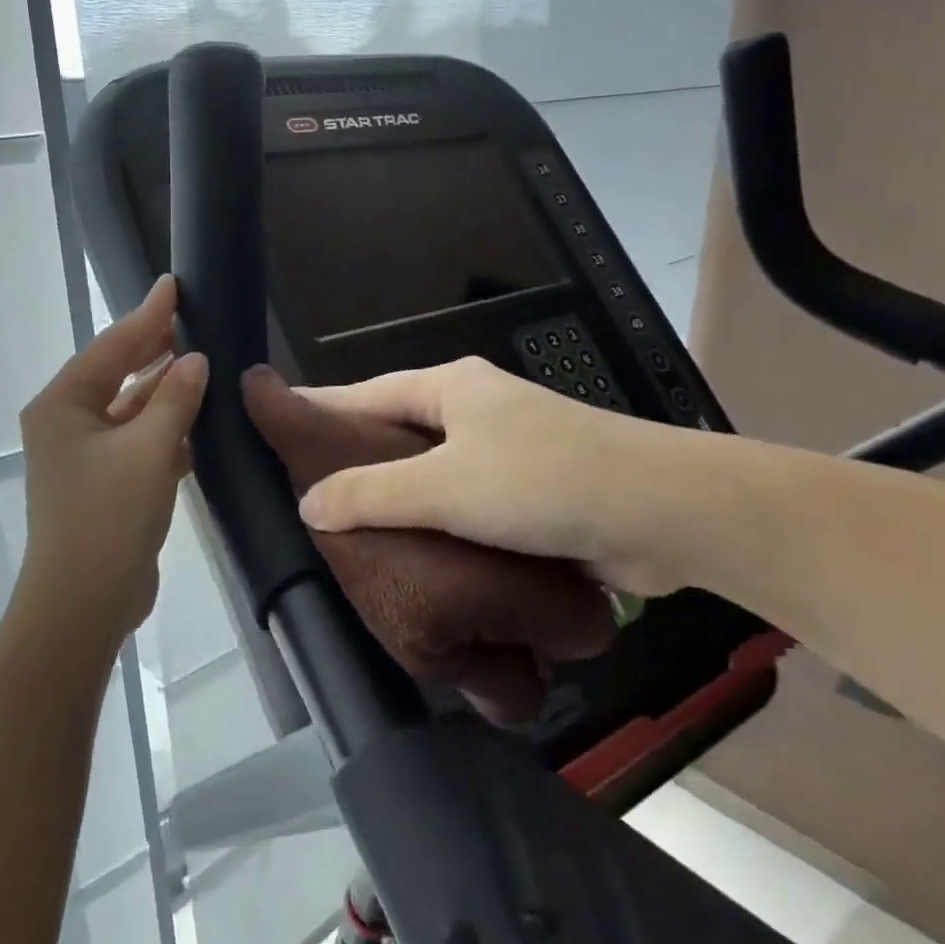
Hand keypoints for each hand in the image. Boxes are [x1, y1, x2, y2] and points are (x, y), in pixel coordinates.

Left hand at [17, 276, 208, 644]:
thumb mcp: (147, 450)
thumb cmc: (108, 516)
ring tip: (201, 361)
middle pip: (117, 373)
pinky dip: (164, 429)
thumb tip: (194, 360)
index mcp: (63, 405)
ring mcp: (86, 456)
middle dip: (153, 348)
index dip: (146, 315)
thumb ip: (174, 400)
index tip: (172, 284)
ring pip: (130, 409)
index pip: (110, 346)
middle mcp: (68, 423)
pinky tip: (196, 418)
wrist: (84, 601)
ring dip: (163, 390)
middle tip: (192, 319)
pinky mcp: (107, 484)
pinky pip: (138, 442)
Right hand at [295, 357, 730, 597]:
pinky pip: (461, 507)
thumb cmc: (544, 481)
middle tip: (303, 491)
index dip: (321, 408)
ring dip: (396, 499)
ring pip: (430, 474)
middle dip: (353, 459)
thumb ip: (370, 494)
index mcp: (451, 388)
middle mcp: (475, 412)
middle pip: (396, 432)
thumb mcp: (444, 486)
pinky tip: (407, 555)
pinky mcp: (528, 496)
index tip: (279, 424)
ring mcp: (505, 453)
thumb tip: (307, 505)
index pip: (366, 393)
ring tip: (344, 530)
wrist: (665, 516)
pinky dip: (433, 525)